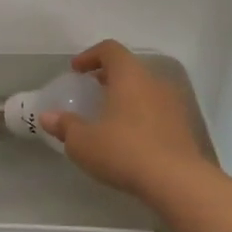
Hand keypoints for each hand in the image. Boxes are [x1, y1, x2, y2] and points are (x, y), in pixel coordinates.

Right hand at [39, 40, 211, 197]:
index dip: (90, 56)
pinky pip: (157, 111)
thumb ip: (65, 126)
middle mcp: (154, 83)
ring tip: (109, 116)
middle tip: (91, 91)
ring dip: (126, 97)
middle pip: (130, 68)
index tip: (76, 70)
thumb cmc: (123, 151)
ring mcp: (173, 104)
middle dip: (108, 77)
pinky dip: (141, 115)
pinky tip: (130, 138)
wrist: (176, 181)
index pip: (110, 50)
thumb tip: (47, 117)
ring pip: (145, 90)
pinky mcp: (184, 127)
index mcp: (129, 76)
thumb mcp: (83, 142)